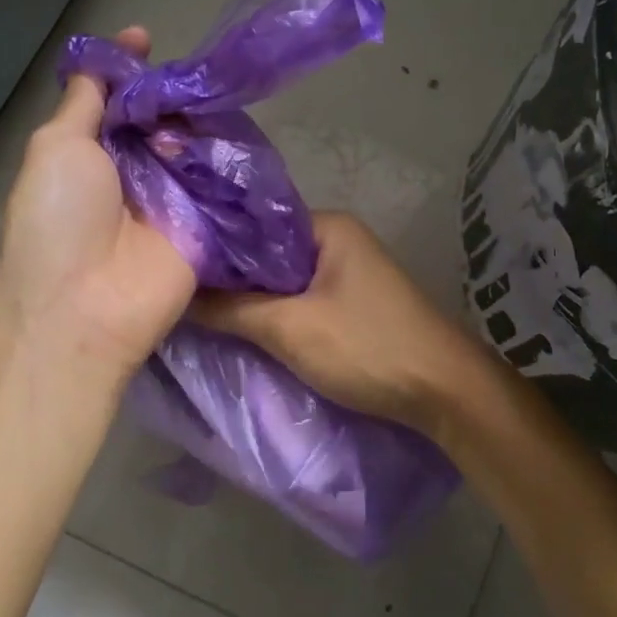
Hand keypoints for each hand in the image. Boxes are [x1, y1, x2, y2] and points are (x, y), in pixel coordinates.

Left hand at [0, 27, 196, 374]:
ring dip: (197, 121)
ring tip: (209, 102)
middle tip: (192, 74)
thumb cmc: (58, 220)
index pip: (113, 99)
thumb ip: (83, 103)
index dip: (128, 68)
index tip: (146, 36)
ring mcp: (169, 198)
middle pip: (158, 117)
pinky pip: (219, 181)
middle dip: (171, 93)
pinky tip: (236, 130)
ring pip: (191, 143)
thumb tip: (100, 64)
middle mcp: (130, 172)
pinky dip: (226, 155)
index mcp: (87, 153)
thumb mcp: (56, 146)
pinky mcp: (204, 224)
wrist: (88, 306)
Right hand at [193, 212, 492, 437]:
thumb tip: (177, 295)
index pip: (254, 224)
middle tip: (179, 293)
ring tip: (199, 311)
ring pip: (282, 281)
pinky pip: (299, 301)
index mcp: (327, 227)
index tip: (173, 266)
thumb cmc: (367, 347)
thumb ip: (231, 309)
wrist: (444, 392)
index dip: (214, 244)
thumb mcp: (290, 328)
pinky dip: (273, 314)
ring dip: (249, 299)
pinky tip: (241, 329)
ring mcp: (347, 273)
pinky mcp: (351, 305)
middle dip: (229, 276)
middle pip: (267, 254)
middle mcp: (337, 241)